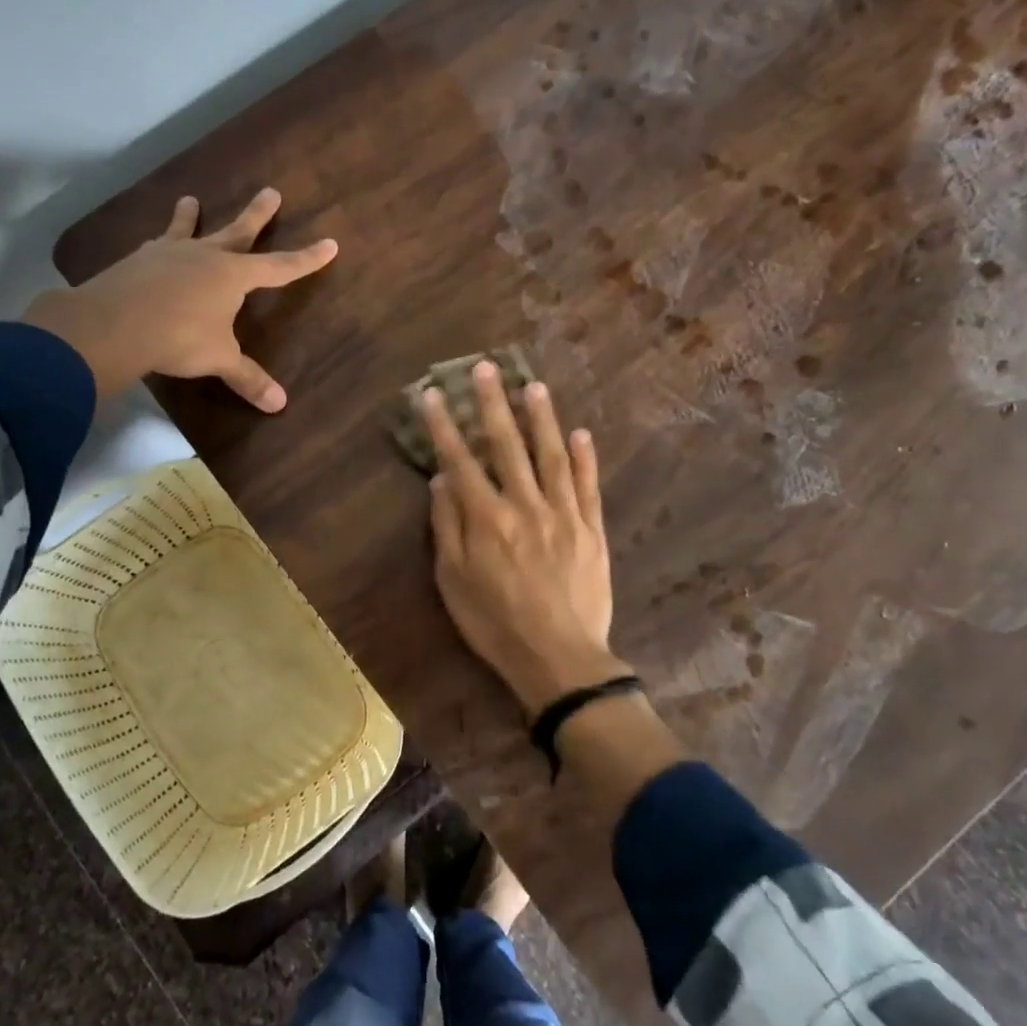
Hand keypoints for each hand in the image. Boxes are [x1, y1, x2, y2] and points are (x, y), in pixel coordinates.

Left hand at [23, 188, 336, 408]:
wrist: (116, 324)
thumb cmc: (180, 338)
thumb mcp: (219, 359)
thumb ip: (248, 378)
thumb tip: (280, 404)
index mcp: (234, 276)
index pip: (280, 267)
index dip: (306, 259)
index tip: (329, 244)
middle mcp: (205, 256)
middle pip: (238, 232)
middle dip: (258, 215)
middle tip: (271, 191)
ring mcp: (169, 254)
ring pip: (188, 230)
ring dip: (191, 216)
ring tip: (190, 199)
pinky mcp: (138, 261)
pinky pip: (155, 247)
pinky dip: (160, 244)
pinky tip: (153, 244)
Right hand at [425, 362, 631, 715]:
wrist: (558, 657)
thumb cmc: (495, 624)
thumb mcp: (454, 581)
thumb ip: (447, 527)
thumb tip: (441, 481)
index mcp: (486, 518)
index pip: (460, 460)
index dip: (445, 424)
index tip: (435, 393)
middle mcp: (524, 505)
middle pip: (506, 445)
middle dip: (493, 403)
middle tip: (485, 367)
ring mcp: (563, 514)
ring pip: (550, 455)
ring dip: (541, 418)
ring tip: (532, 386)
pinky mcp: (591, 529)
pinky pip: (587, 485)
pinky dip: (584, 457)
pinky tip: (580, 433)